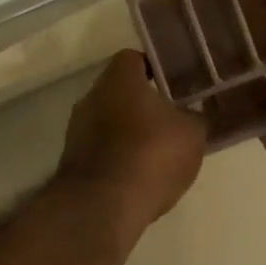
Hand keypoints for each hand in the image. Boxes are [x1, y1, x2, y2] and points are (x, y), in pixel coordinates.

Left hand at [58, 51, 205, 238]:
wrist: (103, 206)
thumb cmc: (151, 154)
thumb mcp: (191, 133)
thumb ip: (192, 117)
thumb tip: (188, 115)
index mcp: (118, 79)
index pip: (134, 59)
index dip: (155, 68)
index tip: (174, 84)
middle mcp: (91, 97)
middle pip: (120, 92)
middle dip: (143, 105)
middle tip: (171, 120)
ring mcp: (76, 131)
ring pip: (109, 123)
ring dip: (130, 134)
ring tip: (158, 154)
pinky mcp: (73, 163)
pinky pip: (102, 151)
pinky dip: (119, 159)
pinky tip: (139, 177)